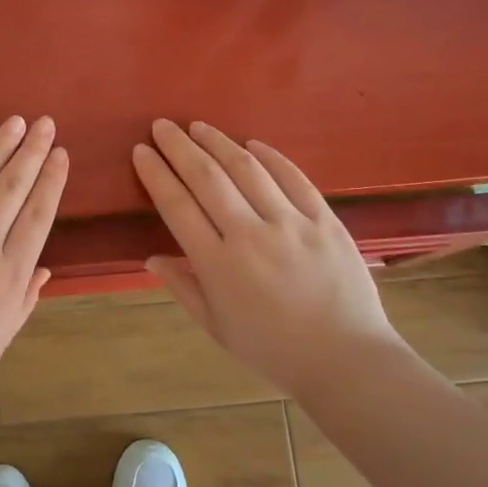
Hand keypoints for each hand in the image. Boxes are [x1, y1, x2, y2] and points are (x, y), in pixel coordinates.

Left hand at [0, 116, 67, 436]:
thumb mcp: (1, 338)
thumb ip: (25, 297)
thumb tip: (45, 267)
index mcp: (7, 278)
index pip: (37, 217)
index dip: (51, 181)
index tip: (61, 154)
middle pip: (10, 190)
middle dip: (31, 153)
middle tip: (45, 124)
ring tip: (14, 123)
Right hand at [131, 119, 403, 398]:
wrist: (346, 361)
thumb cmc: (273, 351)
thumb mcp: (217, 328)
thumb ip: (183, 289)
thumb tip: (151, 259)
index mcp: (218, 265)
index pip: (177, 206)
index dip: (156, 174)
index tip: (141, 151)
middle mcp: (250, 235)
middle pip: (207, 178)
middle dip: (180, 147)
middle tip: (162, 126)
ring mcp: (291, 224)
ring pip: (248, 169)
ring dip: (218, 142)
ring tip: (198, 126)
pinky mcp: (325, 220)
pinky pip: (294, 178)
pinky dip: (271, 156)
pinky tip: (252, 143)